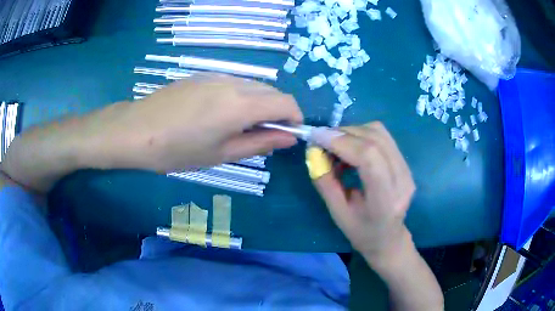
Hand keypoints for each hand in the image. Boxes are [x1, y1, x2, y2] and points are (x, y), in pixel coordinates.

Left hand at [83, 73, 302, 170]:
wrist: (136, 130)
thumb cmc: (177, 150)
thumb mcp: (222, 154)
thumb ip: (260, 143)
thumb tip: (289, 138)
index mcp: (241, 105)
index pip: (286, 103)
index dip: (295, 119)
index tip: (288, 135)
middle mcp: (234, 83)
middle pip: (273, 92)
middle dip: (278, 112)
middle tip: (262, 136)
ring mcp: (217, 76)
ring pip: (254, 86)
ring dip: (260, 104)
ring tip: (239, 127)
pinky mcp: (204, 75)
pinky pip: (235, 83)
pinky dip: (242, 97)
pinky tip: (220, 114)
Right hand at [311, 122, 415, 257]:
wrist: (389, 238)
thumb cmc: (362, 232)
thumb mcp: (337, 213)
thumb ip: (325, 182)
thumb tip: (313, 152)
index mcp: (385, 200)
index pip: (368, 157)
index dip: (341, 142)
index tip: (317, 137)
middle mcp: (402, 179)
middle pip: (374, 140)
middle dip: (343, 134)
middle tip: (321, 139)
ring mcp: (407, 169)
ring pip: (379, 133)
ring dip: (352, 132)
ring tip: (335, 144)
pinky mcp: (405, 163)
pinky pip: (383, 137)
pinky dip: (362, 135)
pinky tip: (350, 147)